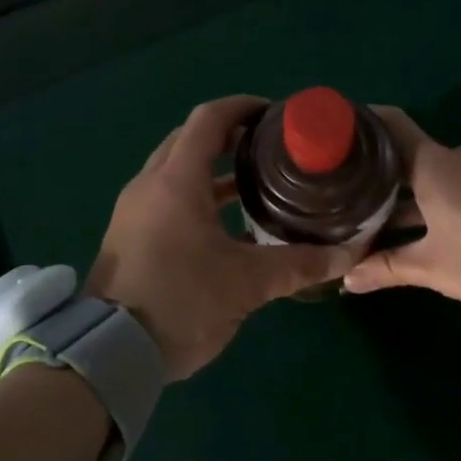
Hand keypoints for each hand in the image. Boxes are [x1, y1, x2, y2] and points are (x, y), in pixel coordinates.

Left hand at [87, 96, 358, 380]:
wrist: (111, 352)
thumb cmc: (181, 302)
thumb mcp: (247, 284)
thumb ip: (299, 264)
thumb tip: (348, 255)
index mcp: (176, 181)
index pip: (208, 119)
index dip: (242, 107)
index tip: (275, 115)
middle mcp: (150, 185)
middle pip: (189, 139)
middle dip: (229, 135)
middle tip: (270, 147)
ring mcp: (135, 210)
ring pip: (176, 170)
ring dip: (214, 169)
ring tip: (258, 182)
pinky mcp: (130, 234)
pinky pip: (167, 197)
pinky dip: (198, 195)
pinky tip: (229, 224)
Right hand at [342, 107, 460, 318]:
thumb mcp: (434, 268)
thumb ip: (388, 268)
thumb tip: (347, 279)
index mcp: (434, 165)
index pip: (391, 126)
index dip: (363, 125)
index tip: (337, 134)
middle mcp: (458, 157)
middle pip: (410, 158)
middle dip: (382, 179)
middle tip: (351, 197)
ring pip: (436, 175)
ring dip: (412, 195)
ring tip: (384, 220)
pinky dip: (439, 200)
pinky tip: (428, 227)